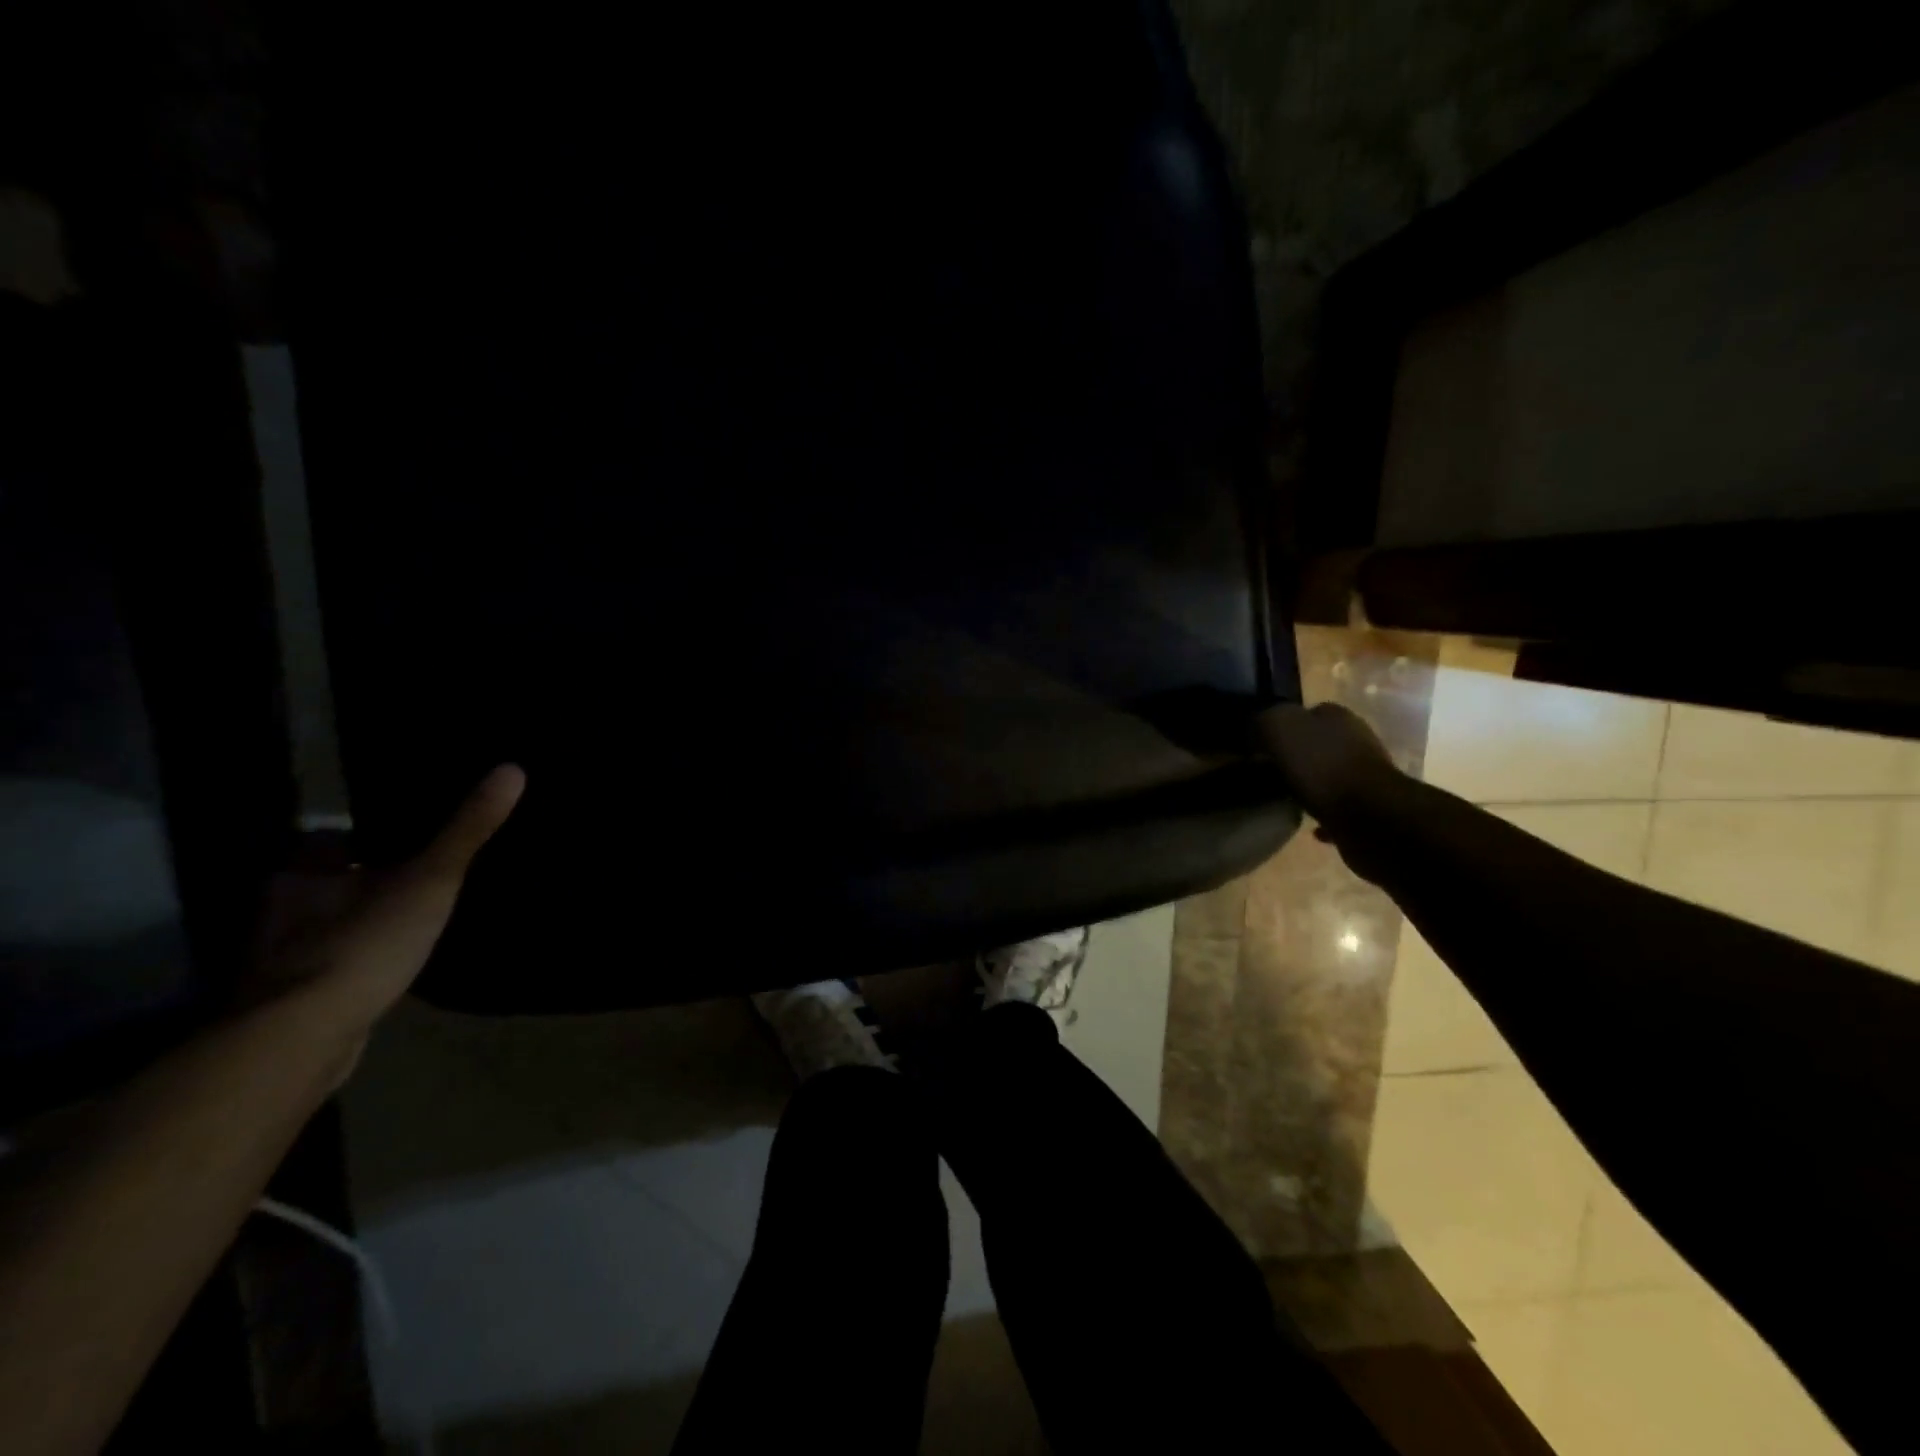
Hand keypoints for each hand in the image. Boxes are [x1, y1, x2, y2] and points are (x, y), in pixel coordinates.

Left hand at [255, 765, 524, 1051]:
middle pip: (320, 886)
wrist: (303, 1036)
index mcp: (303, 875)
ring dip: (349, 927)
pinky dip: (346, 967)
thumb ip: (467, 830)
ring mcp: (275, 961)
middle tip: (405, 882)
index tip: (394, 838)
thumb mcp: (430, 879)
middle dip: (354, 884)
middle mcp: (278, 912)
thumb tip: (512, 769)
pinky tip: (378, 973)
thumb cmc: (363, 942)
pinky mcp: (284, 1003)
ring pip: (319, 929)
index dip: (357, 839)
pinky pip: (322, 970)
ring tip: (398, 926)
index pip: (326, 842)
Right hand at [1256, 704, 1402, 878]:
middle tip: (1269, 771)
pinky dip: (1324, 815)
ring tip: (1286, 798)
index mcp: (1339, 717)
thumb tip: (1255, 728)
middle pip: (1320, 743)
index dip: (1283, 726)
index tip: (1261, 745)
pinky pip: (1339, 808)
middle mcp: (1357, 741)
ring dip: (1311, 785)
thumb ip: (1264, 720)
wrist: (1369, 816)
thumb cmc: (1322, 766)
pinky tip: (1309, 827)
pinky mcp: (1371, 808)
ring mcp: (1367, 776)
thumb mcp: (1279, 728)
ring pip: (1330, 775)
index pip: (1308, 712)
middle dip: (1297, 756)